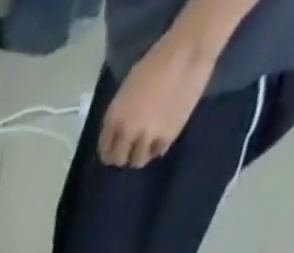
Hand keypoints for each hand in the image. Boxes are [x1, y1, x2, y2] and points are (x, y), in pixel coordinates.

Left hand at [99, 34, 216, 166]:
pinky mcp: (168, 135)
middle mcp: (128, 131)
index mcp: (114, 118)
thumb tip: (119, 131)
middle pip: (119, 160)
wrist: (189, 50)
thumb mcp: (127, 89)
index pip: (105, 151)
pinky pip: (158, 152)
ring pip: (138, 161)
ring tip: (146, 145)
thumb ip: (121, 113)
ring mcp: (148, 136)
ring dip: (140, 155)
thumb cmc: (156, 61)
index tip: (115, 151)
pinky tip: (160, 138)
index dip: (109, 153)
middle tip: (130, 150)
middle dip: (123, 156)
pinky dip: (157, 148)